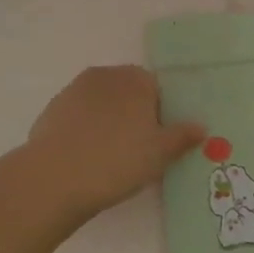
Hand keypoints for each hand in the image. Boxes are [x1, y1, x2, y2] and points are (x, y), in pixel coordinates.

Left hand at [24, 66, 205, 223]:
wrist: (55, 177)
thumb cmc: (118, 160)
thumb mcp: (160, 154)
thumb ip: (182, 136)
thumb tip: (201, 127)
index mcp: (135, 79)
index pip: (155, 88)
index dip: (159, 114)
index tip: (156, 141)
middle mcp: (105, 75)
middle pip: (127, 92)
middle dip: (133, 114)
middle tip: (135, 150)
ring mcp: (74, 90)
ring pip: (101, 103)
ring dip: (107, 121)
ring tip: (108, 156)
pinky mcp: (52, 109)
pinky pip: (78, 116)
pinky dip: (84, 130)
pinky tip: (84, 157)